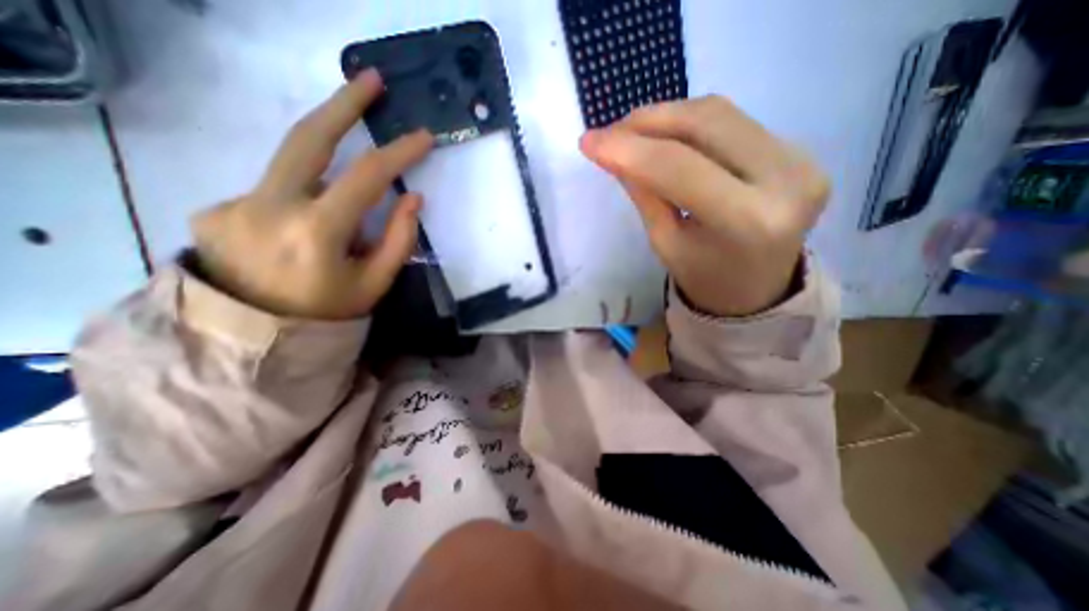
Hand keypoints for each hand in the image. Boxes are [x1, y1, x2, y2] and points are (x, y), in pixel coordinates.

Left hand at [191, 66, 433, 319]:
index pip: (366, 177)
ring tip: (351, 137)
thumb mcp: (375, 283)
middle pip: (309, 138)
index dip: (399, 153)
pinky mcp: (218, 207)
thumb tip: (413, 197)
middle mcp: (269, 206)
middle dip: (344, 104)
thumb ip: (399, 239)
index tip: (423, 138)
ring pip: (292, 160)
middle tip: (371, 79)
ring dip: (327, 144)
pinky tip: (309, 224)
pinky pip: (278, 189)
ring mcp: (235, 203)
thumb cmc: (329, 313)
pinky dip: (304, 196)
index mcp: (316, 232)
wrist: (257, 337)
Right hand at [583, 96, 830, 317]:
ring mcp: (801, 159)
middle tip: (610, 132)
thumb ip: (645, 193)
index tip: (589, 141)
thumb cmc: (703, 276)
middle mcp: (787, 180)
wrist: (756, 290)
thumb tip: (615, 151)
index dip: (629, 149)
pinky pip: (735, 123)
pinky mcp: (800, 151)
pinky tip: (667, 137)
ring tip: (632, 132)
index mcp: (748, 221)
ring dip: (668, 116)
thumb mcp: (665, 243)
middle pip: (707, 123)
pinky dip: (692, 125)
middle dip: (649, 121)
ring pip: (721, 114)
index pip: (678, 169)